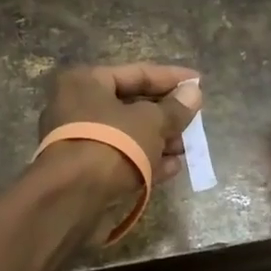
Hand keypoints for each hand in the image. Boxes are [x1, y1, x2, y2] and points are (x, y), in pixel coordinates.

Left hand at [38, 62, 203, 198]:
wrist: (72, 198)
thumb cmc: (111, 143)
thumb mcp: (150, 122)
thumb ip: (174, 109)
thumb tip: (193, 92)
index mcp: (86, 81)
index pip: (136, 73)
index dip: (171, 78)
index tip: (199, 82)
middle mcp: (76, 105)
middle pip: (130, 104)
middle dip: (165, 114)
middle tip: (195, 120)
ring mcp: (78, 139)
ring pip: (126, 134)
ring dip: (159, 140)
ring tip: (188, 148)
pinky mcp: (82, 170)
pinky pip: (119, 157)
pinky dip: (145, 160)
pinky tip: (173, 168)